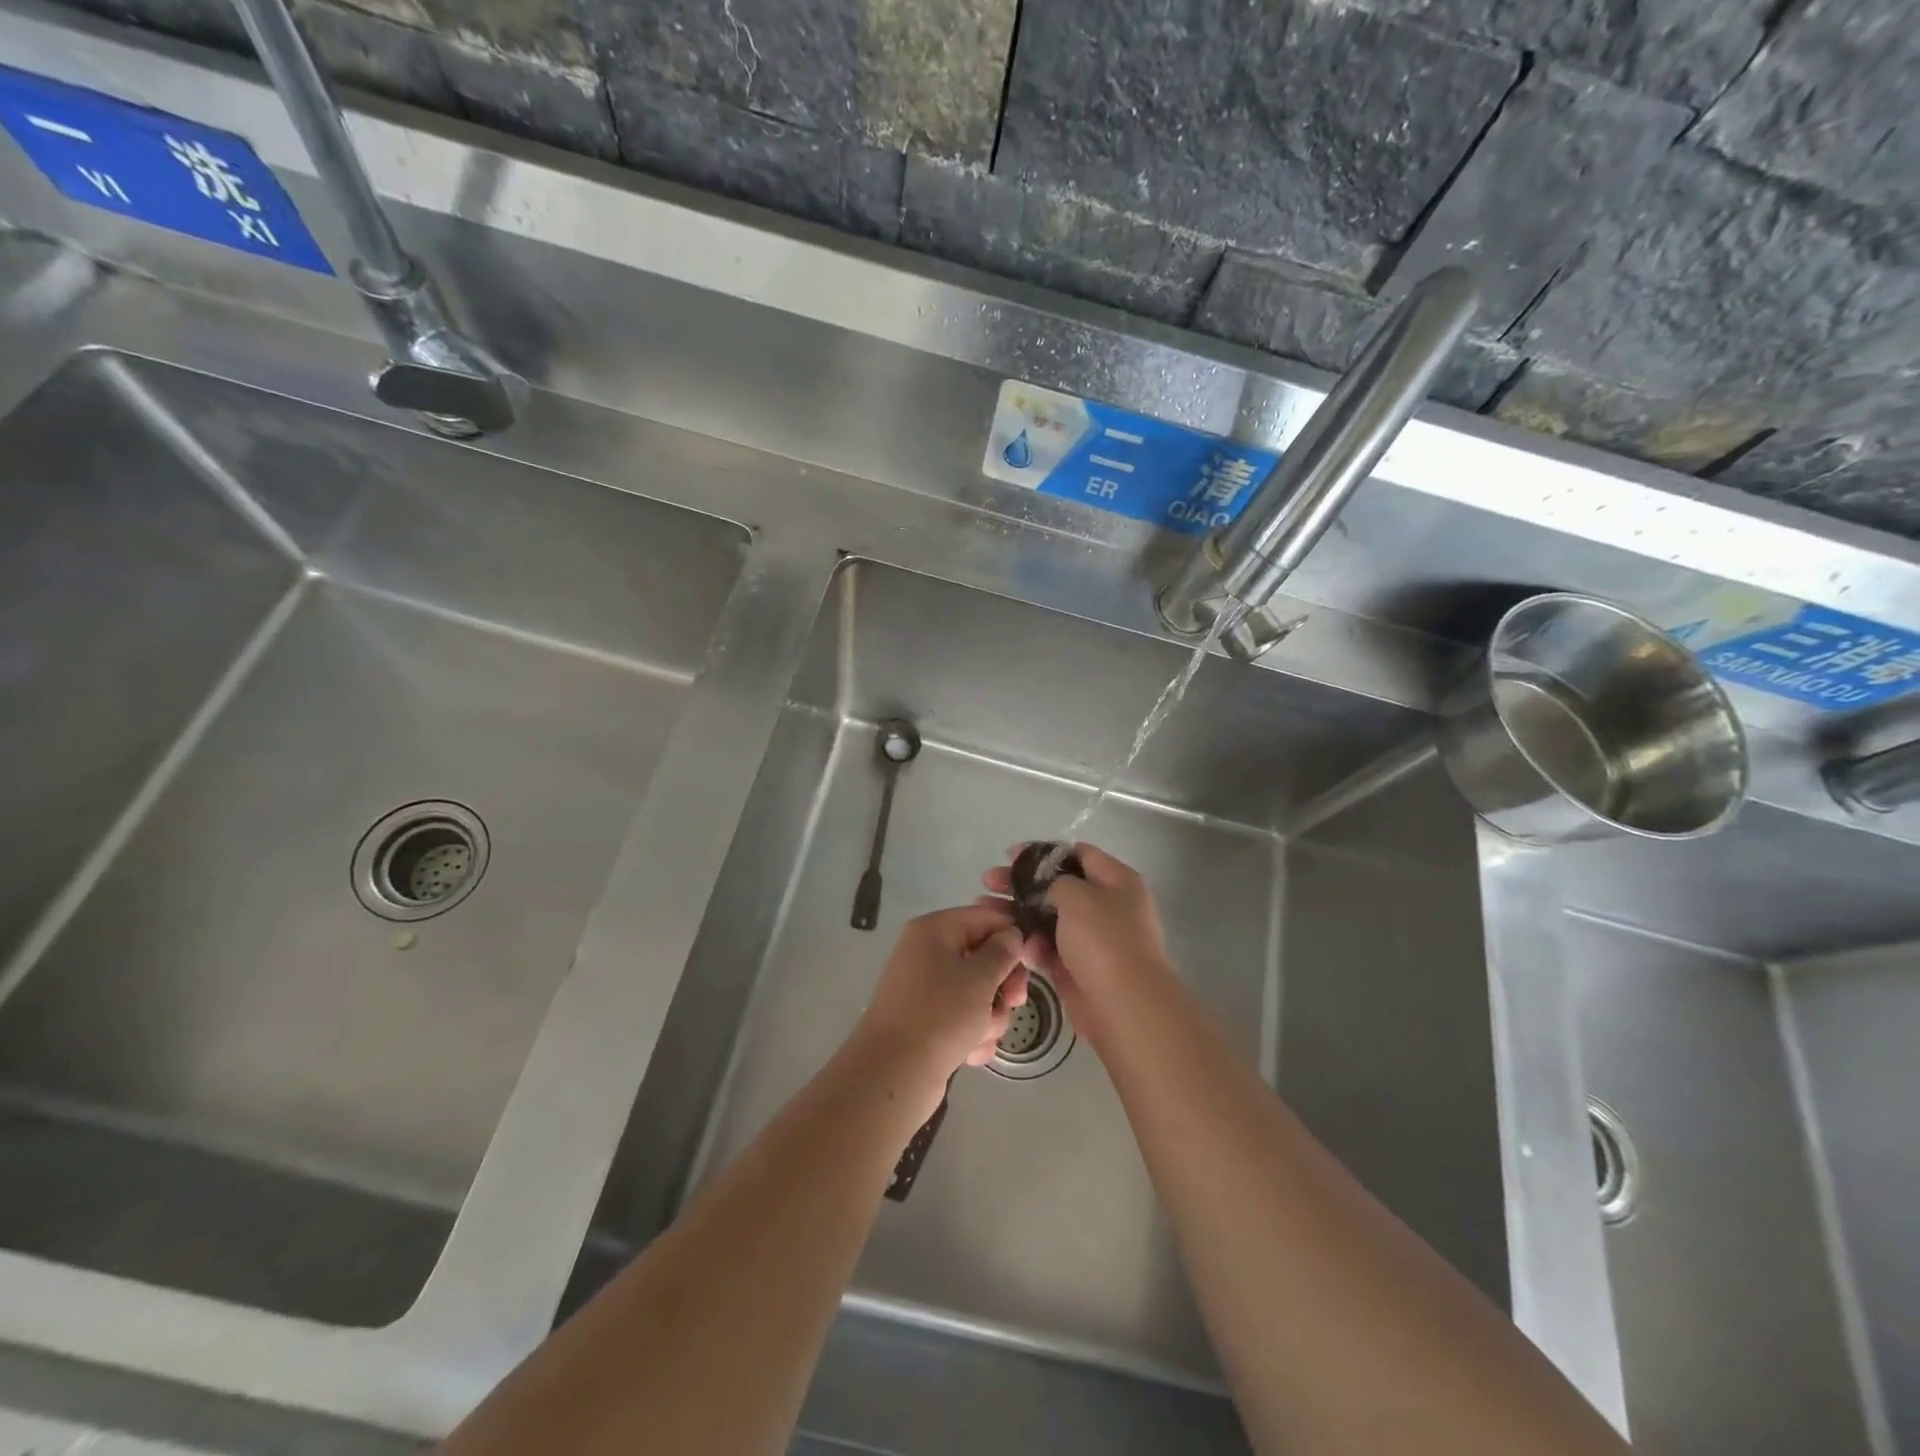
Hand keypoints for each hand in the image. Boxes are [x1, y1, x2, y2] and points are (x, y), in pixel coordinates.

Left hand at [850, 905, 1027, 1112]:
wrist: (893, 1074)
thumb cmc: (940, 1015)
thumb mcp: (980, 978)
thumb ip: (1002, 952)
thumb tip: (1011, 935)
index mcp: (934, 930)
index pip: (984, 917)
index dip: (1011, 936)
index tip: (1031, 961)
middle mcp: (927, 953)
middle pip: (983, 956)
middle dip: (1002, 983)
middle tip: (1014, 1002)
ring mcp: (926, 988)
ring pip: (977, 992)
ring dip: (989, 1015)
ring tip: (982, 1035)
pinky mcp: (927, 1020)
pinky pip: (962, 1018)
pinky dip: (972, 1034)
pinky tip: (971, 1053)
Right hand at [982, 843, 1175, 1038]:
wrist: (1124, 1006)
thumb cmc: (1104, 940)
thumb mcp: (1077, 895)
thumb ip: (1055, 881)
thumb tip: (1046, 888)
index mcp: (1116, 880)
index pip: (1077, 854)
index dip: (1042, 853)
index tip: (1009, 855)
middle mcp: (1105, 905)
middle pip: (1057, 886)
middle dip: (1021, 882)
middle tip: (989, 880)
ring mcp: (1090, 938)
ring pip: (1047, 917)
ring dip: (1017, 912)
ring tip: (984, 908)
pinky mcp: (1076, 966)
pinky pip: (1047, 947)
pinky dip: (1029, 942)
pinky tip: (1006, 938)